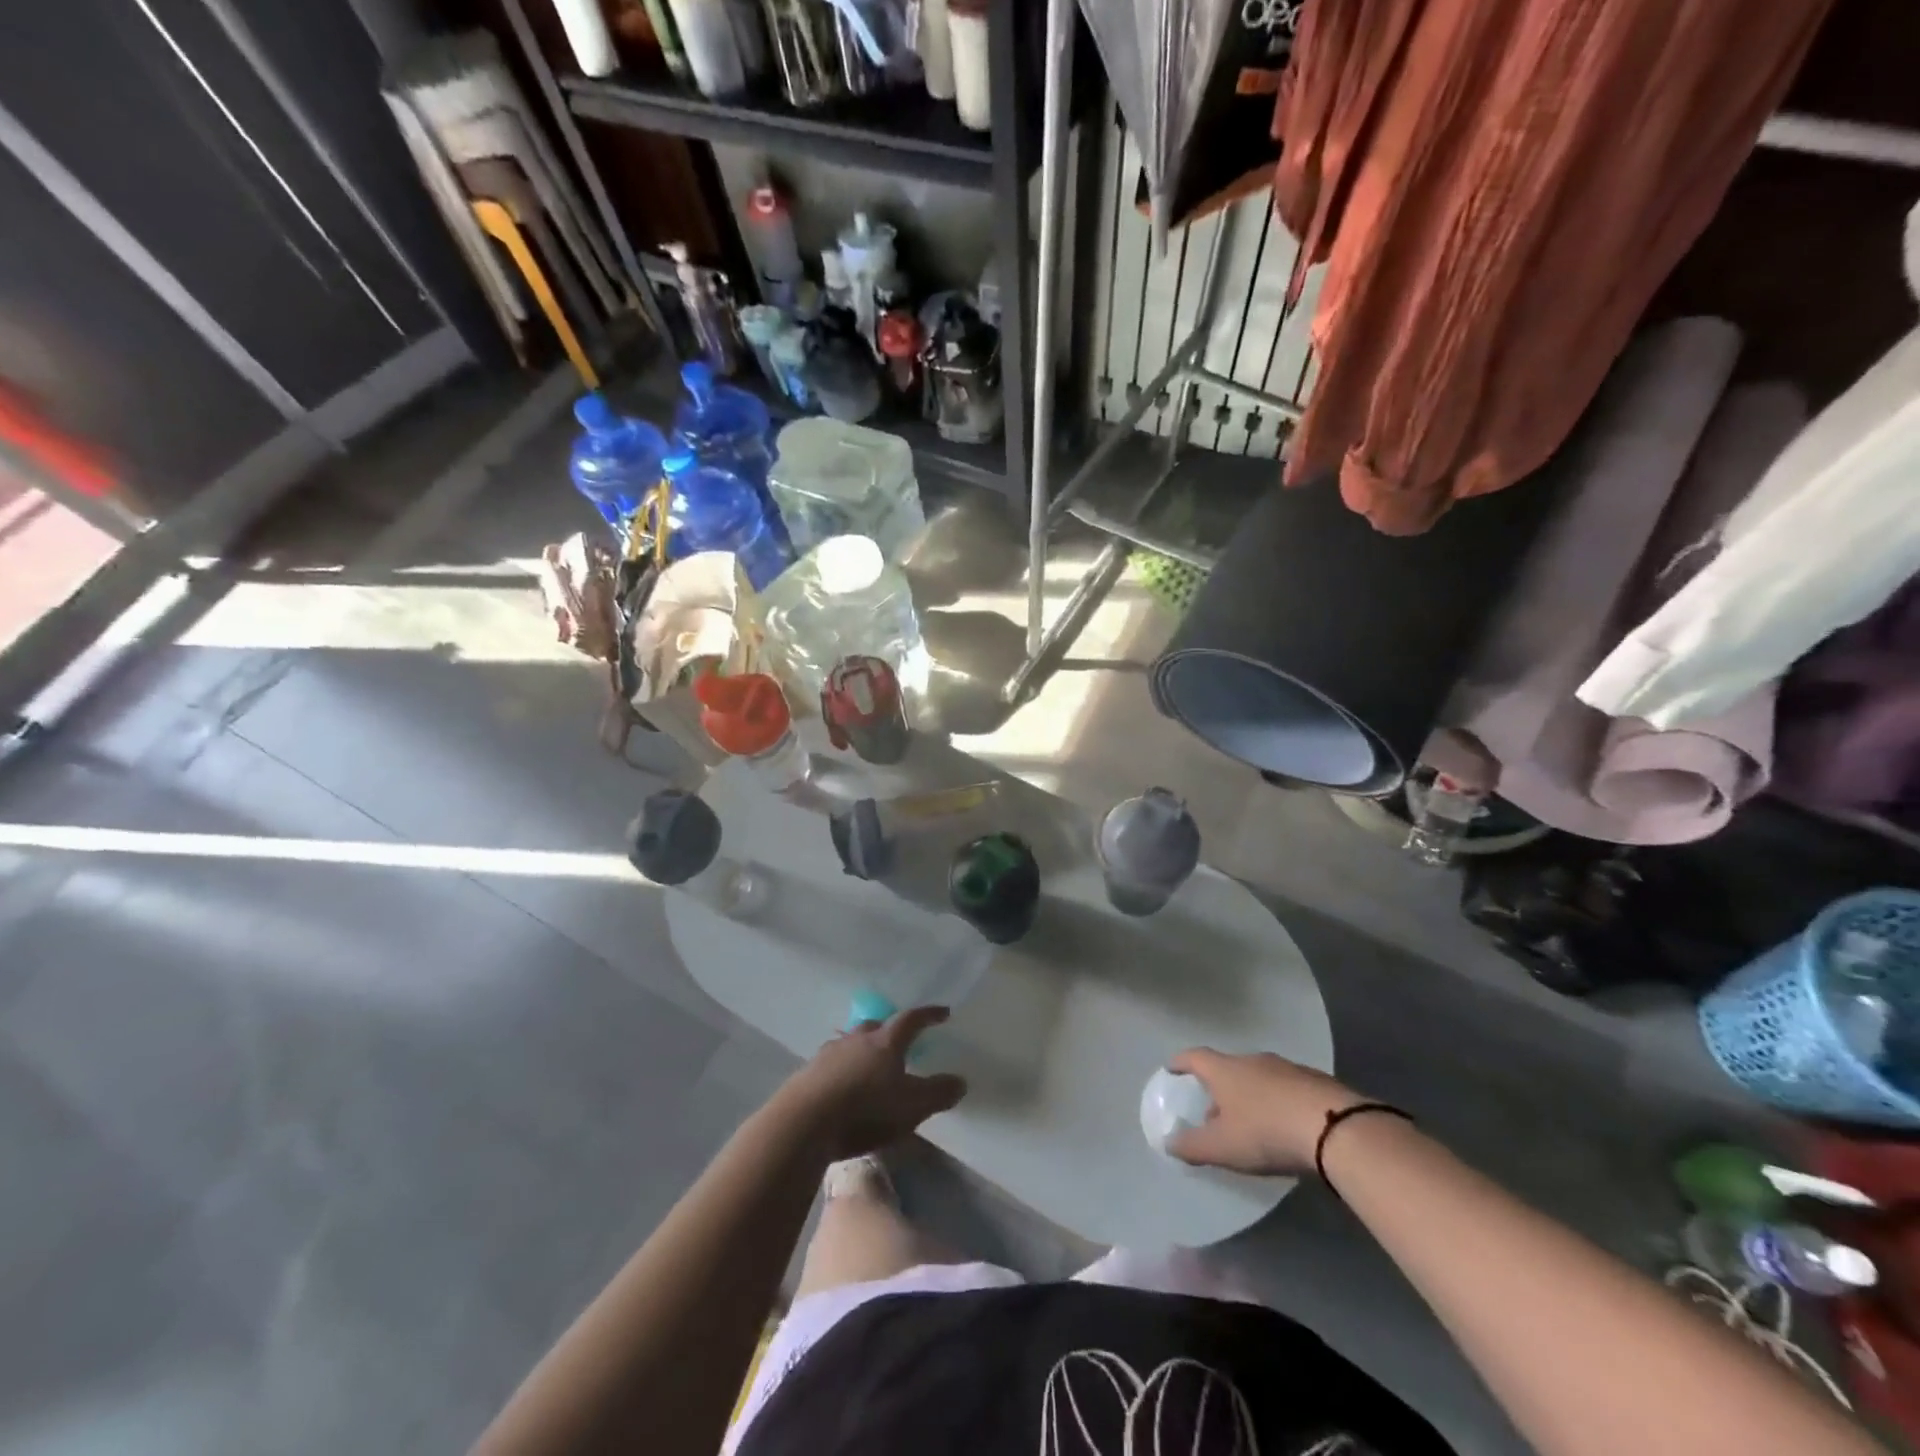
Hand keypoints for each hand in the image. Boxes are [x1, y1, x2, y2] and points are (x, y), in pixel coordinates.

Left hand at [775, 1006, 966, 1160]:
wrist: (804, 1121)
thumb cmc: (866, 1109)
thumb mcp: (912, 1106)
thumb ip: (938, 1093)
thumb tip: (961, 1080)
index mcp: (886, 1042)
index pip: (912, 1020)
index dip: (929, 1015)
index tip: (943, 1012)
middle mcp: (857, 1039)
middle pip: (877, 1026)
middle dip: (889, 1031)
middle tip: (899, 1041)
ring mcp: (829, 1053)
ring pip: (850, 1042)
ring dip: (862, 1049)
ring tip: (868, 1064)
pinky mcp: (808, 1072)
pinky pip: (831, 1063)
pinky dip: (841, 1069)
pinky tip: (841, 1085)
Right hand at [1165, 1048, 1364, 1175]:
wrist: (1335, 1128)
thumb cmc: (1266, 1131)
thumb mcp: (1222, 1146)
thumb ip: (1192, 1146)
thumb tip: (1168, 1143)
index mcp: (1226, 1070)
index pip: (1195, 1057)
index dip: (1181, 1063)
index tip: (1172, 1068)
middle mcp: (1253, 1060)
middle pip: (1228, 1069)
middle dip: (1219, 1088)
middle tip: (1214, 1112)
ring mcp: (1287, 1069)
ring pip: (1259, 1078)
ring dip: (1250, 1097)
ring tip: (1250, 1124)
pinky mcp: (1317, 1083)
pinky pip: (1287, 1089)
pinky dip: (1278, 1103)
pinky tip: (1285, 1127)